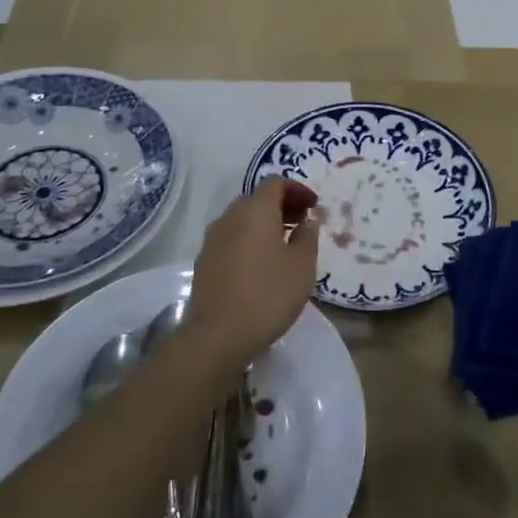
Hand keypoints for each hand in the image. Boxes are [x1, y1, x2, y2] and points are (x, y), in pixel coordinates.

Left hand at [184, 179, 320, 370]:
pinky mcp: (204, 261)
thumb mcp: (302, 266)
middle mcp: (230, 217)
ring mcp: (212, 239)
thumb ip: (308, 237)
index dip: (296, 189)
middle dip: (280, 205)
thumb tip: (307, 221)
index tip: (313, 206)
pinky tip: (260, 265)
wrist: (218, 335)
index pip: (275, 183)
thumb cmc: (269, 294)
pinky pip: (230, 239)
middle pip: (256, 199)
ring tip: (283, 246)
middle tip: (301, 224)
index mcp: (256, 211)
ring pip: (241, 219)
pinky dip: (248, 241)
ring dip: (263, 224)